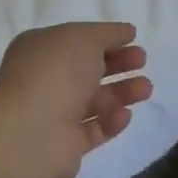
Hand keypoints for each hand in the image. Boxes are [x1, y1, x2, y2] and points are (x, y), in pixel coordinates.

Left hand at [0, 23, 152, 177]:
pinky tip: (125, 114)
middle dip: (117, 64)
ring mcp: (53, 114)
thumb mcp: (85, 38)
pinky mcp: (66, 145)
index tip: (133, 39)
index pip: (76, 40)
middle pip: (87, 70)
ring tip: (146, 88)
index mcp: (40, 49)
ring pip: (94, 100)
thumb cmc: (56, 72)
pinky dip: (111, 121)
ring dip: (121, 92)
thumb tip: (126, 32)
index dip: (105, 39)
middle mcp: (44, 79)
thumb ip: (108, 33)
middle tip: (142, 61)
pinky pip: (94, 130)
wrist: (32, 132)